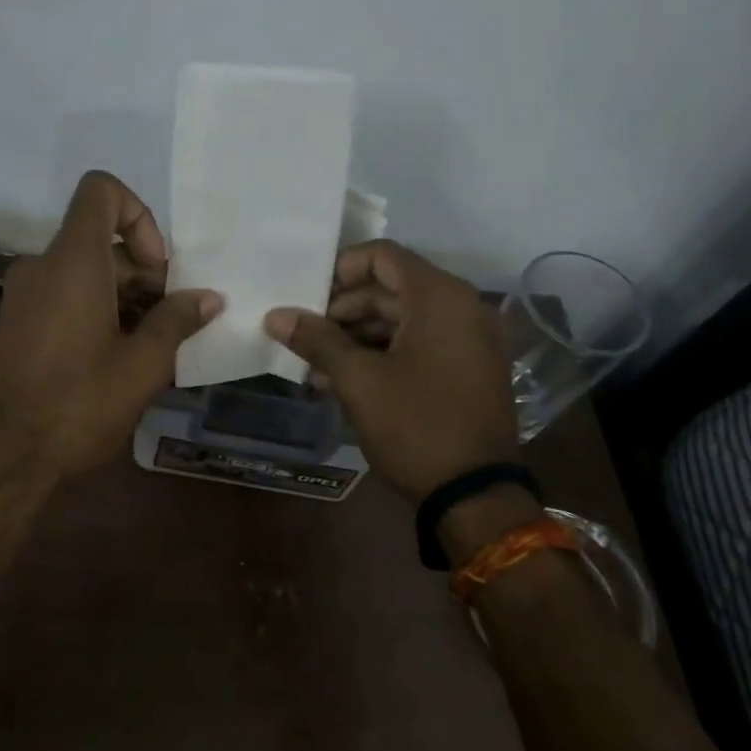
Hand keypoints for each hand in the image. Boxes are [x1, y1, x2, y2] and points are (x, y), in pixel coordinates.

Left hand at [0, 171, 222, 478]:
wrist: (8, 456)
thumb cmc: (80, 404)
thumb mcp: (143, 365)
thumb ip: (177, 321)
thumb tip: (209, 299)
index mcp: (73, 262)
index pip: (101, 191)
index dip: (139, 216)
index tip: (157, 269)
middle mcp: (42, 266)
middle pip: (100, 240)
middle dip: (142, 272)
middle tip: (169, 321)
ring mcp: (23, 295)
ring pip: (83, 271)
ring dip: (123, 296)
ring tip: (150, 345)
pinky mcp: (16, 322)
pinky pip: (62, 295)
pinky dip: (94, 309)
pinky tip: (117, 357)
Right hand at [264, 241, 519, 504]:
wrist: (475, 494)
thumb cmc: (414, 425)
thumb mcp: (358, 380)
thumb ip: (316, 340)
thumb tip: (275, 315)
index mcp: (440, 297)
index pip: (382, 256)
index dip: (339, 270)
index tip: (307, 298)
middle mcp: (462, 307)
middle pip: (390, 289)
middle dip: (342, 311)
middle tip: (304, 337)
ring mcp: (469, 340)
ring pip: (402, 320)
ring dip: (357, 337)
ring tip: (317, 367)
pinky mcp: (468, 369)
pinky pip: (419, 345)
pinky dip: (383, 354)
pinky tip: (346, 381)